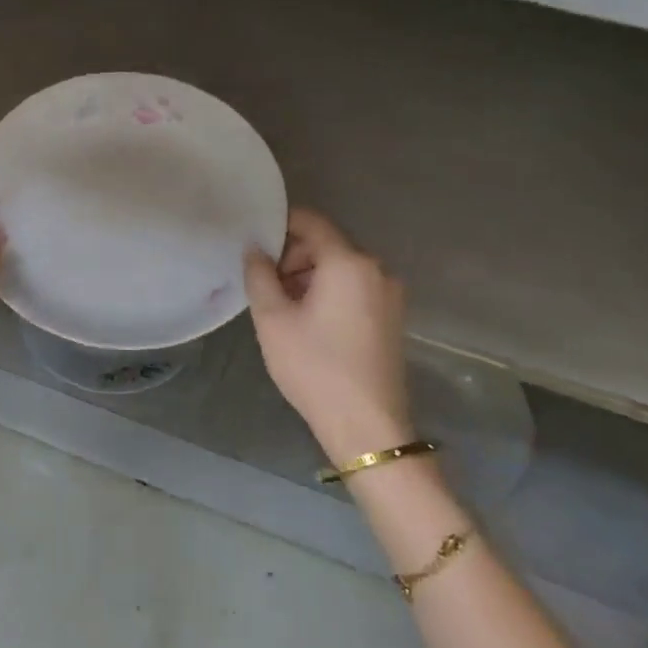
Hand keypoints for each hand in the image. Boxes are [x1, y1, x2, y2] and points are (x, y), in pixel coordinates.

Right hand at [244, 207, 412, 464]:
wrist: (366, 425)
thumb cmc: (314, 367)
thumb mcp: (273, 319)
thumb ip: (259, 275)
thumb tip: (255, 248)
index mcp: (348, 263)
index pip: (312, 222)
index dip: (280, 224)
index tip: (254, 241)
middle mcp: (376, 269)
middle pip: (327, 245)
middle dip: (293, 256)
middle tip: (265, 284)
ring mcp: (389, 294)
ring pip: (341, 268)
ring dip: (309, 276)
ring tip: (283, 307)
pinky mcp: (392, 317)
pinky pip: (355, 288)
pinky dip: (329, 292)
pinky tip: (309, 322)